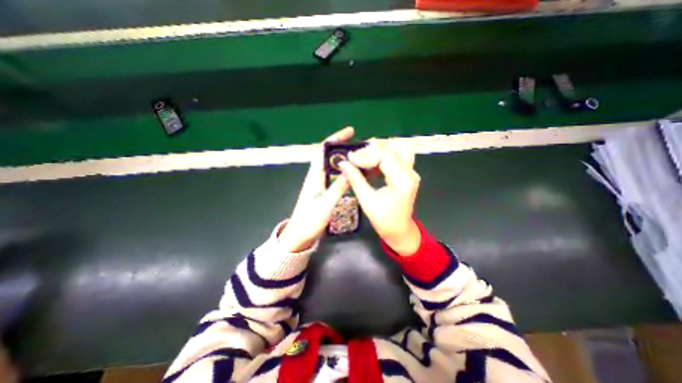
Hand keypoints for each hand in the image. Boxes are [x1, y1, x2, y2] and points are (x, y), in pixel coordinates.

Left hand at [277, 126, 354, 252]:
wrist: (300, 237)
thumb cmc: (309, 221)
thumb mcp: (325, 204)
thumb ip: (337, 188)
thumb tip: (350, 169)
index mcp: (314, 176)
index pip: (323, 150)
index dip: (335, 138)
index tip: (350, 132)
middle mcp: (318, 177)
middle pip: (332, 156)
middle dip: (346, 149)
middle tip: (364, 148)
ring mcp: (322, 185)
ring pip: (336, 167)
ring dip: (349, 161)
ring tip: (365, 159)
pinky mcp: (326, 192)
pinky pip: (338, 178)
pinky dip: (348, 173)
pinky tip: (358, 175)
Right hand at [339, 142, 421, 255]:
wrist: (399, 230)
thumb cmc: (383, 220)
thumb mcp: (367, 200)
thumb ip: (355, 179)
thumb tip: (343, 163)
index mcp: (402, 181)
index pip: (385, 156)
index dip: (365, 155)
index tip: (350, 158)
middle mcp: (411, 173)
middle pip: (393, 148)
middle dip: (372, 150)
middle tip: (356, 157)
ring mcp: (411, 172)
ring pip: (397, 148)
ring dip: (380, 150)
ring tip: (364, 157)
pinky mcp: (408, 173)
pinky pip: (397, 156)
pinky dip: (383, 155)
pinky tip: (371, 162)